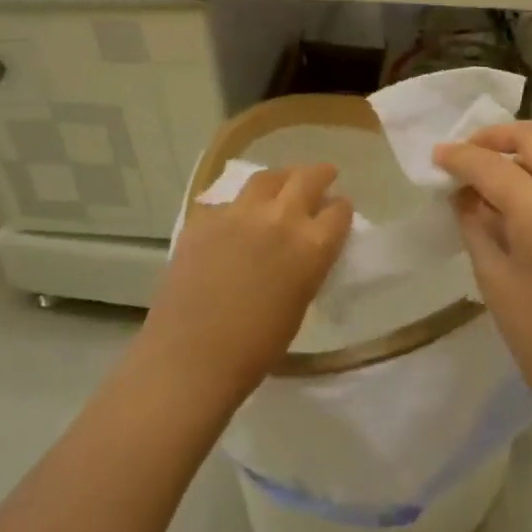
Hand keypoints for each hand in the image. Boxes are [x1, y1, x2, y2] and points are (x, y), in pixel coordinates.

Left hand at [141, 165, 353, 407]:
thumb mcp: (299, 303)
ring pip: (266, 178)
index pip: (339, 211)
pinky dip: (239, 205)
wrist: (190, 356)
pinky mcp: (204, 217)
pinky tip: (236, 216)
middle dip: (320, 175)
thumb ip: (307, 266)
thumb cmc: (255, 348)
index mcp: (311, 246)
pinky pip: (227, 200)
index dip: (341, 210)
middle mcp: (279, 218)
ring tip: (283, 182)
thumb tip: (304, 249)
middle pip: (307, 179)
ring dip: (281, 178)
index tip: (339, 211)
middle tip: (324, 174)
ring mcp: (238, 212)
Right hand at [433, 123, 531, 441]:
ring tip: (494, 185)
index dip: (460, 156)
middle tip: (468, 155)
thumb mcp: (495, 283)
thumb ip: (476, 226)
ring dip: (524, 159)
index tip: (437, 157)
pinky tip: (529, 209)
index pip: (494, 166)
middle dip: (496, 138)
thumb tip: (464, 194)